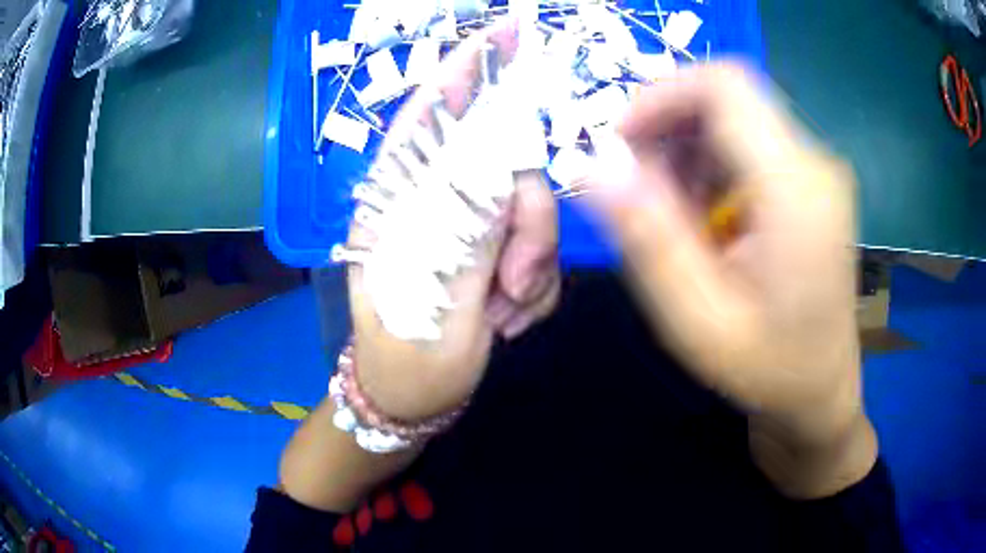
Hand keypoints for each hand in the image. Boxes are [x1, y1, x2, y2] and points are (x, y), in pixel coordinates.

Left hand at [348, 21, 558, 422]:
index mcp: (398, 206)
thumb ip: (469, 232)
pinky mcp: (495, 255)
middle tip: (513, 284)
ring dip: (532, 270)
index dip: (465, 72)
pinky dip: (535, 291)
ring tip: (502, 318)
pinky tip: (506, 322)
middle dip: (528, 225)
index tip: (503, 33)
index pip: (429, 118)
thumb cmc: (408, 361)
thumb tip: (506, 171)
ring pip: (532, 214)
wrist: (414, 403)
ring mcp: (469, 230)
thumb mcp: (436, 302)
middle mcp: (434, 205)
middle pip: (505, 169)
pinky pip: (540, 252)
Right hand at [582, 63, 875, 497]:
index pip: (725, 86)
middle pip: (728, 97)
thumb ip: (649, 238)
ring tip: (672, 213)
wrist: (820, 390)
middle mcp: (815, 163)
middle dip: (669, 125)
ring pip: (735, 117)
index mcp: (797, 191)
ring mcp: (817, 169)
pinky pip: (749, 142)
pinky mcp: (811, 179)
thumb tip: (593, 165)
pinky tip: (704, 215)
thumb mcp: (697, 319)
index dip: (662, 95)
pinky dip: (710, 163)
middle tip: (637, 186)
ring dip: (687, 148)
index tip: (620, 143)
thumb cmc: (767, 368)